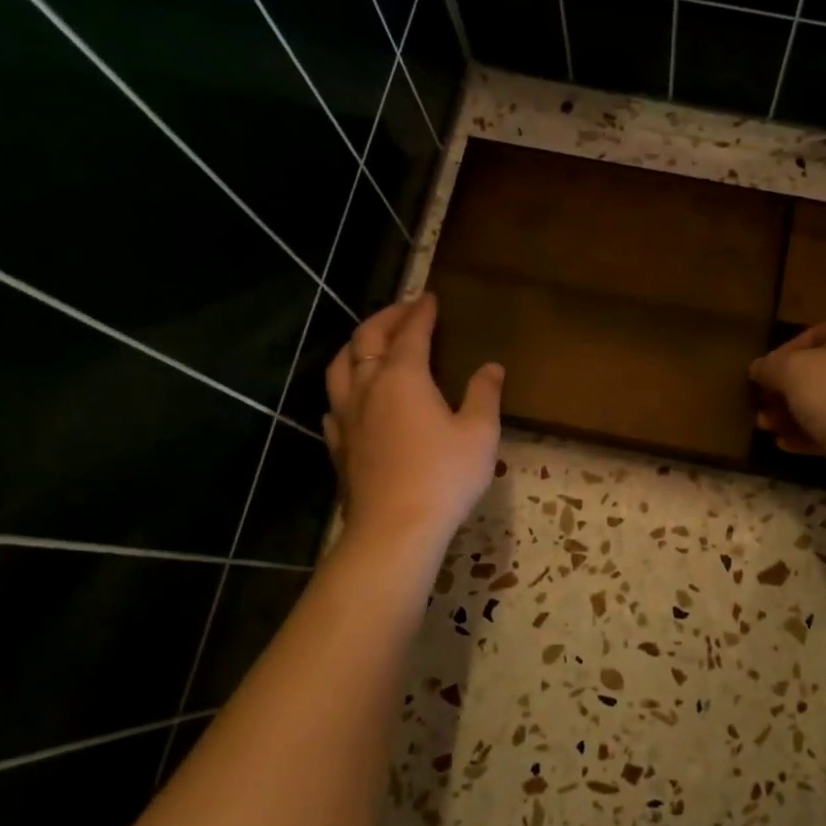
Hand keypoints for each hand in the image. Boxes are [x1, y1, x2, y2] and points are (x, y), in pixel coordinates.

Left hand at [323, 294, 502, 550]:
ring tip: (370, 343)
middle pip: (368, 340)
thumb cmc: (444, 475)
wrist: (395, 528)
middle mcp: (368, 387)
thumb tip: (492, 367)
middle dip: (385, 318)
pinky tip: (352, 398)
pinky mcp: (339, 445)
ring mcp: (347, 417)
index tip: (430, 298)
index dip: (421, 312)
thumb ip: (484, 394)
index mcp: (403, 377)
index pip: (410, 332)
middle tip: (404, 309)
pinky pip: (334, 403)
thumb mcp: (480, 433)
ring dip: (356, 346)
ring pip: (340, 366)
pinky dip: (344, 388)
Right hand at [749, 316, 825, 462]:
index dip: (781, 356)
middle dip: (785, 392)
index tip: (759, 378)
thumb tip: (758, 368)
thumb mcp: (793, 371)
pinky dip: (812, 434)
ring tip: (767, 429)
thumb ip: (771, 367)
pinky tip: (786, 445)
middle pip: (819, 372)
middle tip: (760, 408)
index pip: (812, 336)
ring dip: (794, 415)